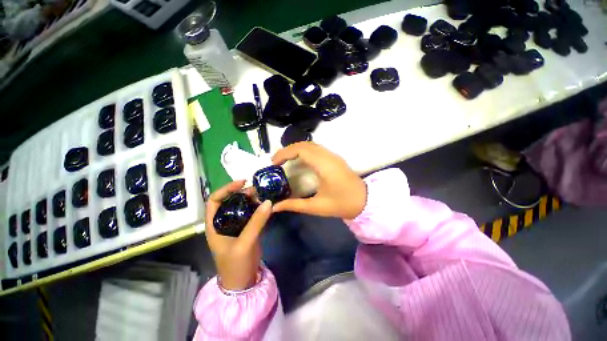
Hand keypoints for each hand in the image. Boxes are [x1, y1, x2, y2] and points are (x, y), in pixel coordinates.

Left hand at [205, 180, 272, 290]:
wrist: (243, 283)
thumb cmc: (236, 265)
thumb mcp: (245, 243)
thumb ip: (256, 222)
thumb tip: (268, 202)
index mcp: (214, 225)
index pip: (215, 200)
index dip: (226, 189)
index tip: (242, 183)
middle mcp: (223, 222)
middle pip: (230, 201)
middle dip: (242, 193)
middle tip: (256, 190)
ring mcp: (235, 226)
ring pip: (241, 206)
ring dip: (251, 200)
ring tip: (262, 196)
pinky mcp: (246, 229)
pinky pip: (251, 214)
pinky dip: (257, 208)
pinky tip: (265, 206)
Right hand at [272, 142, 366, 218]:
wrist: (365, 201)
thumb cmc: (342, 204)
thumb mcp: (316, 207)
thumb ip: (294, 205)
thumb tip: (275, 207)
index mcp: (324, 165)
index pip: (301, 150)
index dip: (285, 153)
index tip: (274, 163)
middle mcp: (328, 156)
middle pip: (304, 144)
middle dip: (287, 150)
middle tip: (276, 162)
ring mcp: (332, 155)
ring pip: (310, 145)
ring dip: (295, 149)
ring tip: (284, 160)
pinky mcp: (334, 157)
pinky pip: (316, 148)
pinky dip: (303, 151)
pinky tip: (299, 160)